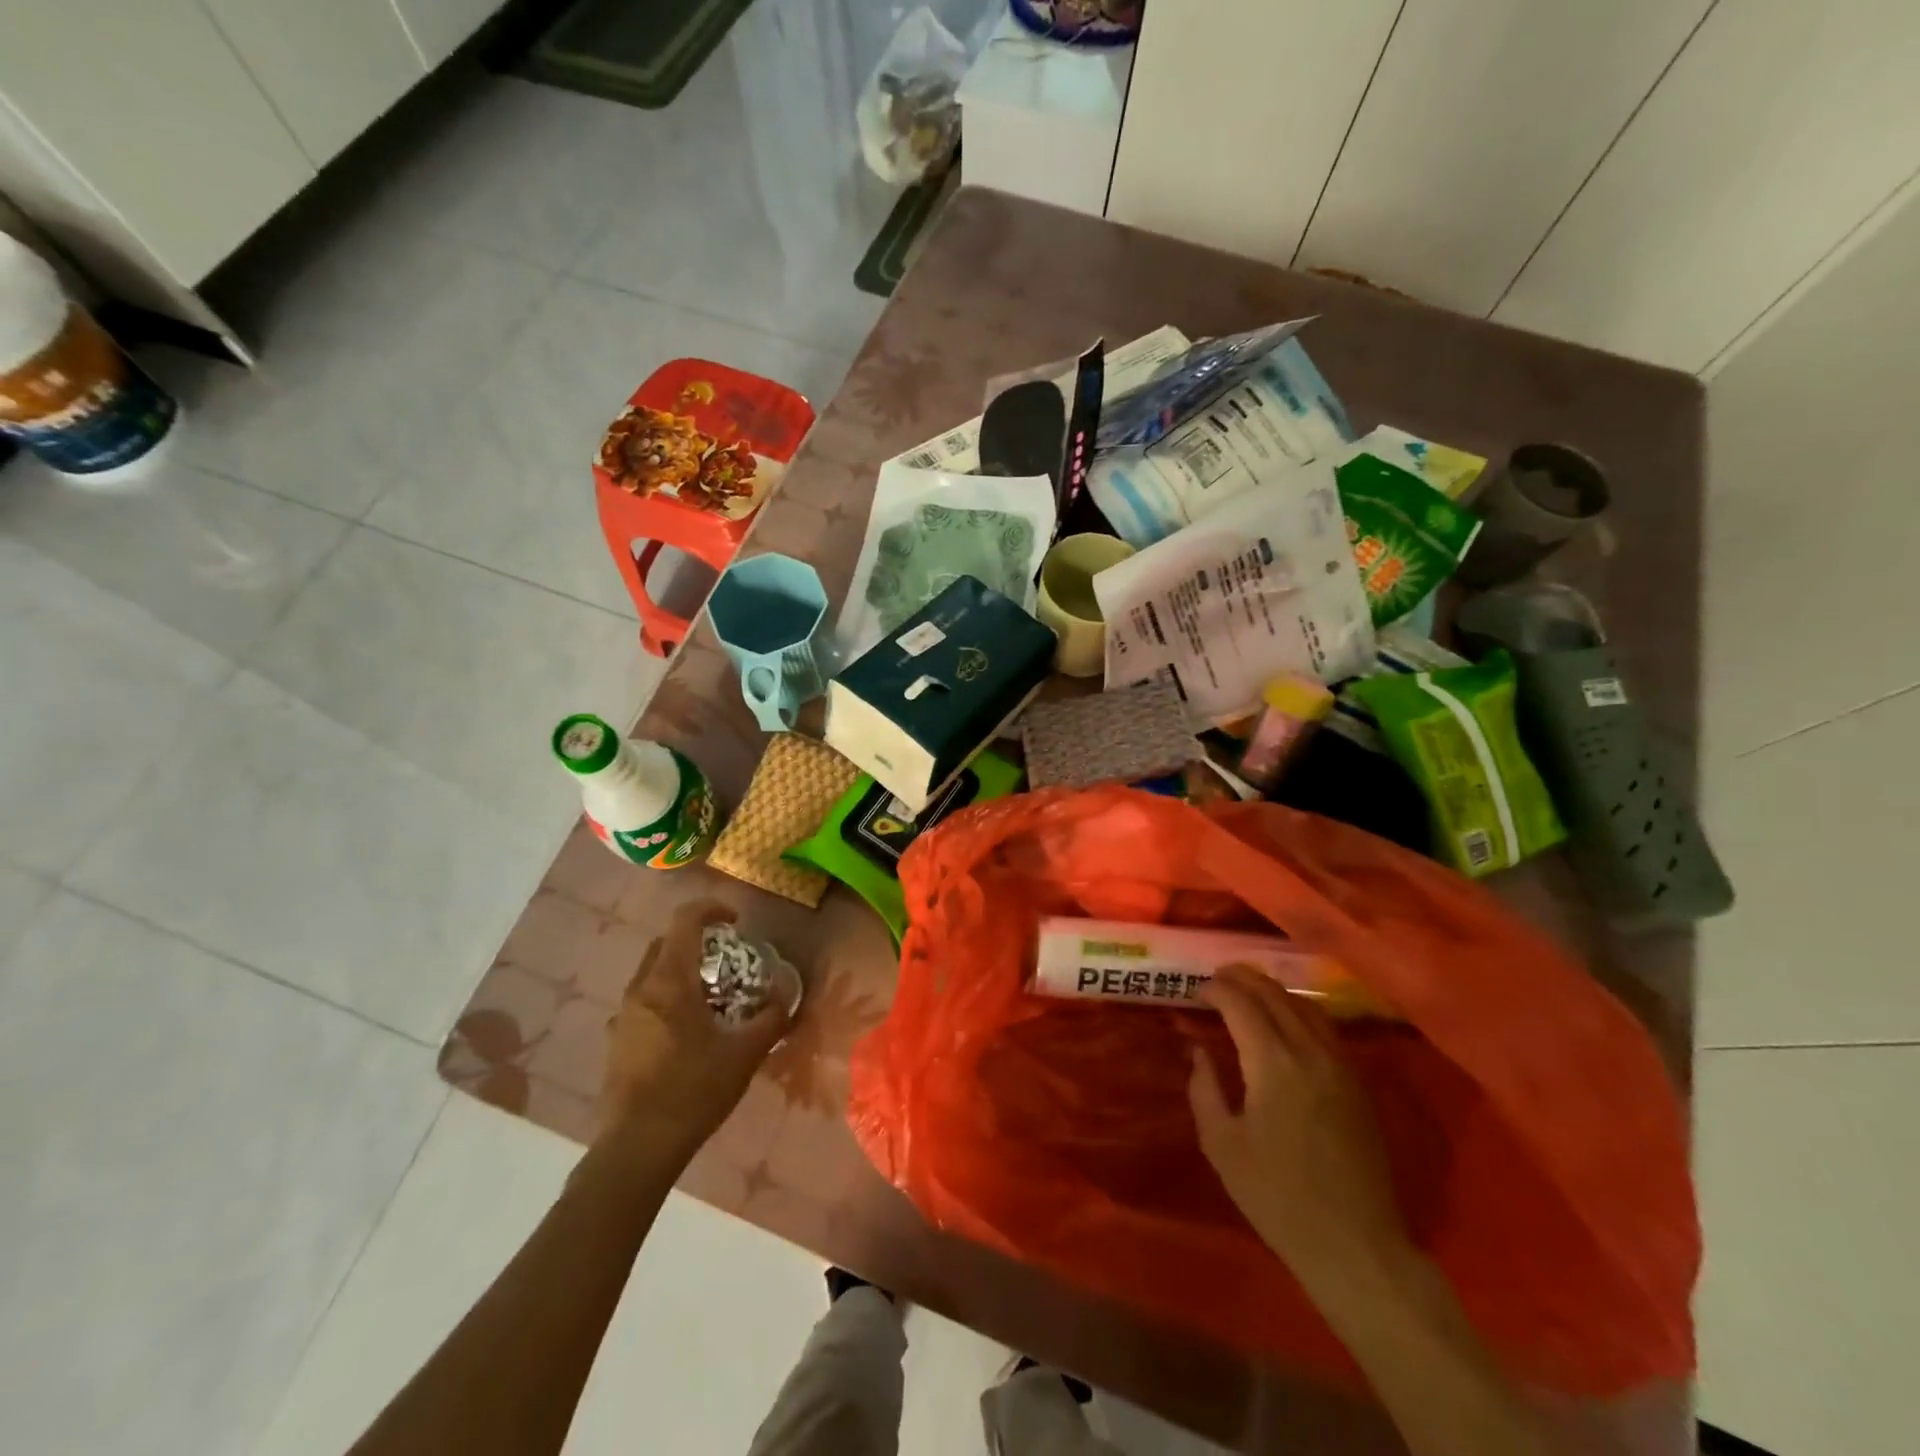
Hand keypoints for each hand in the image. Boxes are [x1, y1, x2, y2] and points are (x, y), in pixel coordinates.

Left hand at [600, 901, 790, 1163]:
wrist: (637, 1147)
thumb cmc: (694, 1089)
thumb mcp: (745, 1053)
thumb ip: (771, 1018)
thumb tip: (786, 995)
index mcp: (669, 981)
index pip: (685, 921)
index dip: (711, 909)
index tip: (736, 921)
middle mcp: (640, 989)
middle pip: (665, 943)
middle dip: (696, 940)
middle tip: (727, 959)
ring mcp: (623, 1016)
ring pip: (651, 974)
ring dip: (680, 971)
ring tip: (710, 997)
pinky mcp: (617, 1042)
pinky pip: (643, 1003)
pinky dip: (666, 1000)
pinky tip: (685, 1032)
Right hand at [1188, 966, 1408, 1291]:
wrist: (1355, 1244)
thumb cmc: (1277, 1197)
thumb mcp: (1221, 1145)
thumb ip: (1205, 1089)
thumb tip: (1199, 1051)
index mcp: (1273, 1064)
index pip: (1241, 1004)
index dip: (1216, 990)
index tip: (1196, 991)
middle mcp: (1310, 1052)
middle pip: (1275, 994)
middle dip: (1243, 979)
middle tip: (1217, 979)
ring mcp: (1341, 1065)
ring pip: (1305, 1006)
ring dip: (1273, 991)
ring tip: (1248, 992)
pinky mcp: (1358, 1083)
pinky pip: (1325, 1028)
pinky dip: (1298, 1011)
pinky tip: (1285, 1023)